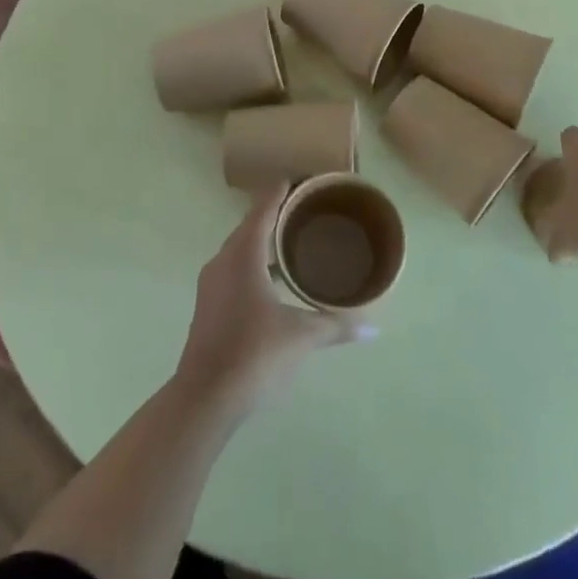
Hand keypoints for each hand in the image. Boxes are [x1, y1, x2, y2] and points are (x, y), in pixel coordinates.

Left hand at [175, 186, 373, 414]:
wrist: (205, 397)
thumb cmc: (254, 353)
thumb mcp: (300, 337)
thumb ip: (335, 327)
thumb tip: (372, 328)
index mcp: (243, 255)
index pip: (262, 210)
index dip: (279, 192)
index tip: (297, 181)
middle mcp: (223, 261)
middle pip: (250, 227)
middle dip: (274, 217)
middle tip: (305, 213)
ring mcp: (212, 284)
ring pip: (240, 251)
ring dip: (263, 245)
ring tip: (293, 246)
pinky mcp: (209, 306)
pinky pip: (234, 271)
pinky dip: (254, 266)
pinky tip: (274, 284)